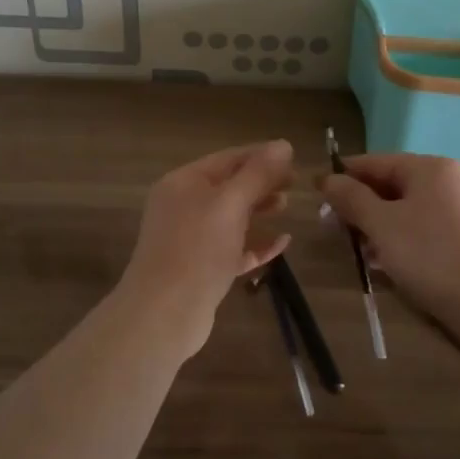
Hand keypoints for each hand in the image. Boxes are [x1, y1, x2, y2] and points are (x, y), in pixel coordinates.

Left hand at [115, 141, 294, 356]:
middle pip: (229, 186)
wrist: (164, 314)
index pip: (228, 158)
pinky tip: (282, 243)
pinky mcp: (202, 269)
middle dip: (261, 182)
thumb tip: (283, 145)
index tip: (294, 156)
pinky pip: (234, 248)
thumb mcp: (230, 204)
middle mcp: (184, 206)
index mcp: (184, 183)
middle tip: (295, 182)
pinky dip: (256, 243)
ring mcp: (191, 239)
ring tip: (287, 206)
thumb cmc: (197, 250)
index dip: (261, 155)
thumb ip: (257, 174)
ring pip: (231, 217)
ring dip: (259, 209)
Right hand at [321, 154, 459, 329]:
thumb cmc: (431, 254)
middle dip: (358, 207)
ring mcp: (456, 212)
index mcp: (427, 168)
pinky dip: (396, 243)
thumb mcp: (382, 224)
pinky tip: (381, 266)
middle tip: (331, 230)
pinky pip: (418, 233)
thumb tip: (328, 179)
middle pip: (388, 186)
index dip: (342, 177)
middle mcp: (444, 183)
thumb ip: (352, 199)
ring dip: (374, 228)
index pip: (373, 162)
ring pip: (402, 212)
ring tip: (354, 252)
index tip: (314, 196)